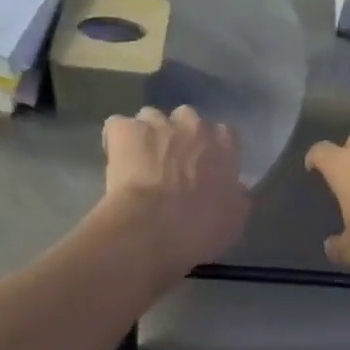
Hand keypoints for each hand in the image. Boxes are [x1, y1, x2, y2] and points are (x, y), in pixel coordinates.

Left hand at [95, 106, 249, 280]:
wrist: (153, 228)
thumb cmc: (199, 229)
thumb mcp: (233, 220)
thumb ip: (235, 196)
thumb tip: (234, 189)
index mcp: (224, 144)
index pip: (222, 135)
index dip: (209, 151)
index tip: (201, 169)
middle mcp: (193, 124)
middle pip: (185, 120)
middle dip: (177, 137)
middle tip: (168, 166)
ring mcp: (156, 123)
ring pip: (150, 119)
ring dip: (146, 136)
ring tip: (137, 163)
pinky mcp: (124, 129)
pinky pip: (117, 127)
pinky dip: (115, 140)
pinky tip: (114, 160)